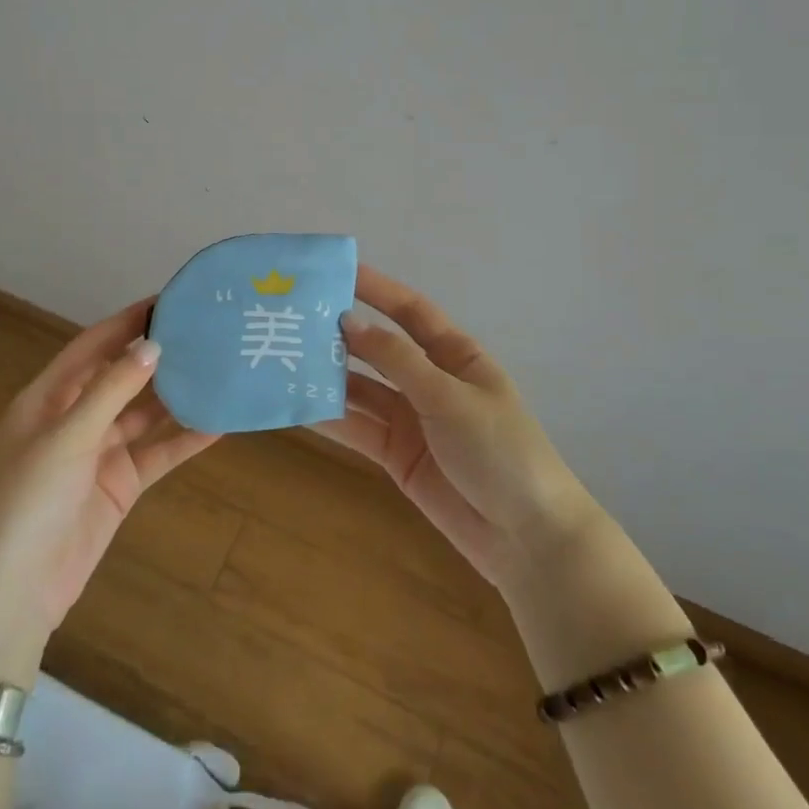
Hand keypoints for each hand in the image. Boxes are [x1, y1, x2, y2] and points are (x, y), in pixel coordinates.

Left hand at [0, 301, 218, 679]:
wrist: (13, 589)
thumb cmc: (28, 499)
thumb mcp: (67, 436)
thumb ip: (111, 390)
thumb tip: (153, 345)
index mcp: (49, 398)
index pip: (92, 346)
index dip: (127, 322)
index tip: (166, 301)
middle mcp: (75, 419)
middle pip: (122, 377)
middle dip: (157, 356)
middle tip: (204, 331)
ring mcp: (99, 453)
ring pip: (145, 414)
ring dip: (177, 396)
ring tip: (218, 369)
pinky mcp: (120, 485)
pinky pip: (157, 453)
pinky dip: (185, 439)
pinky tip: (219, 423)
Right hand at [317, 265, 594, 592]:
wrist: (525, 537)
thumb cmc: (500, 451)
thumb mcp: (450, 397)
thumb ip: (397, 360)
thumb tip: (348, 321)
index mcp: (454, 355)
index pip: (409, 310)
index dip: (375, 288)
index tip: (334, 272)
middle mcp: (428, 380)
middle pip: (378, 349)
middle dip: (340, 334)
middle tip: (292, 319)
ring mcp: (409, 418)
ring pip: (361, 389)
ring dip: (328, 377)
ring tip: (283, 360)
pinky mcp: (394, 454)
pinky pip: (357, 428)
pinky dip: (330, 418)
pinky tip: (296, 406)